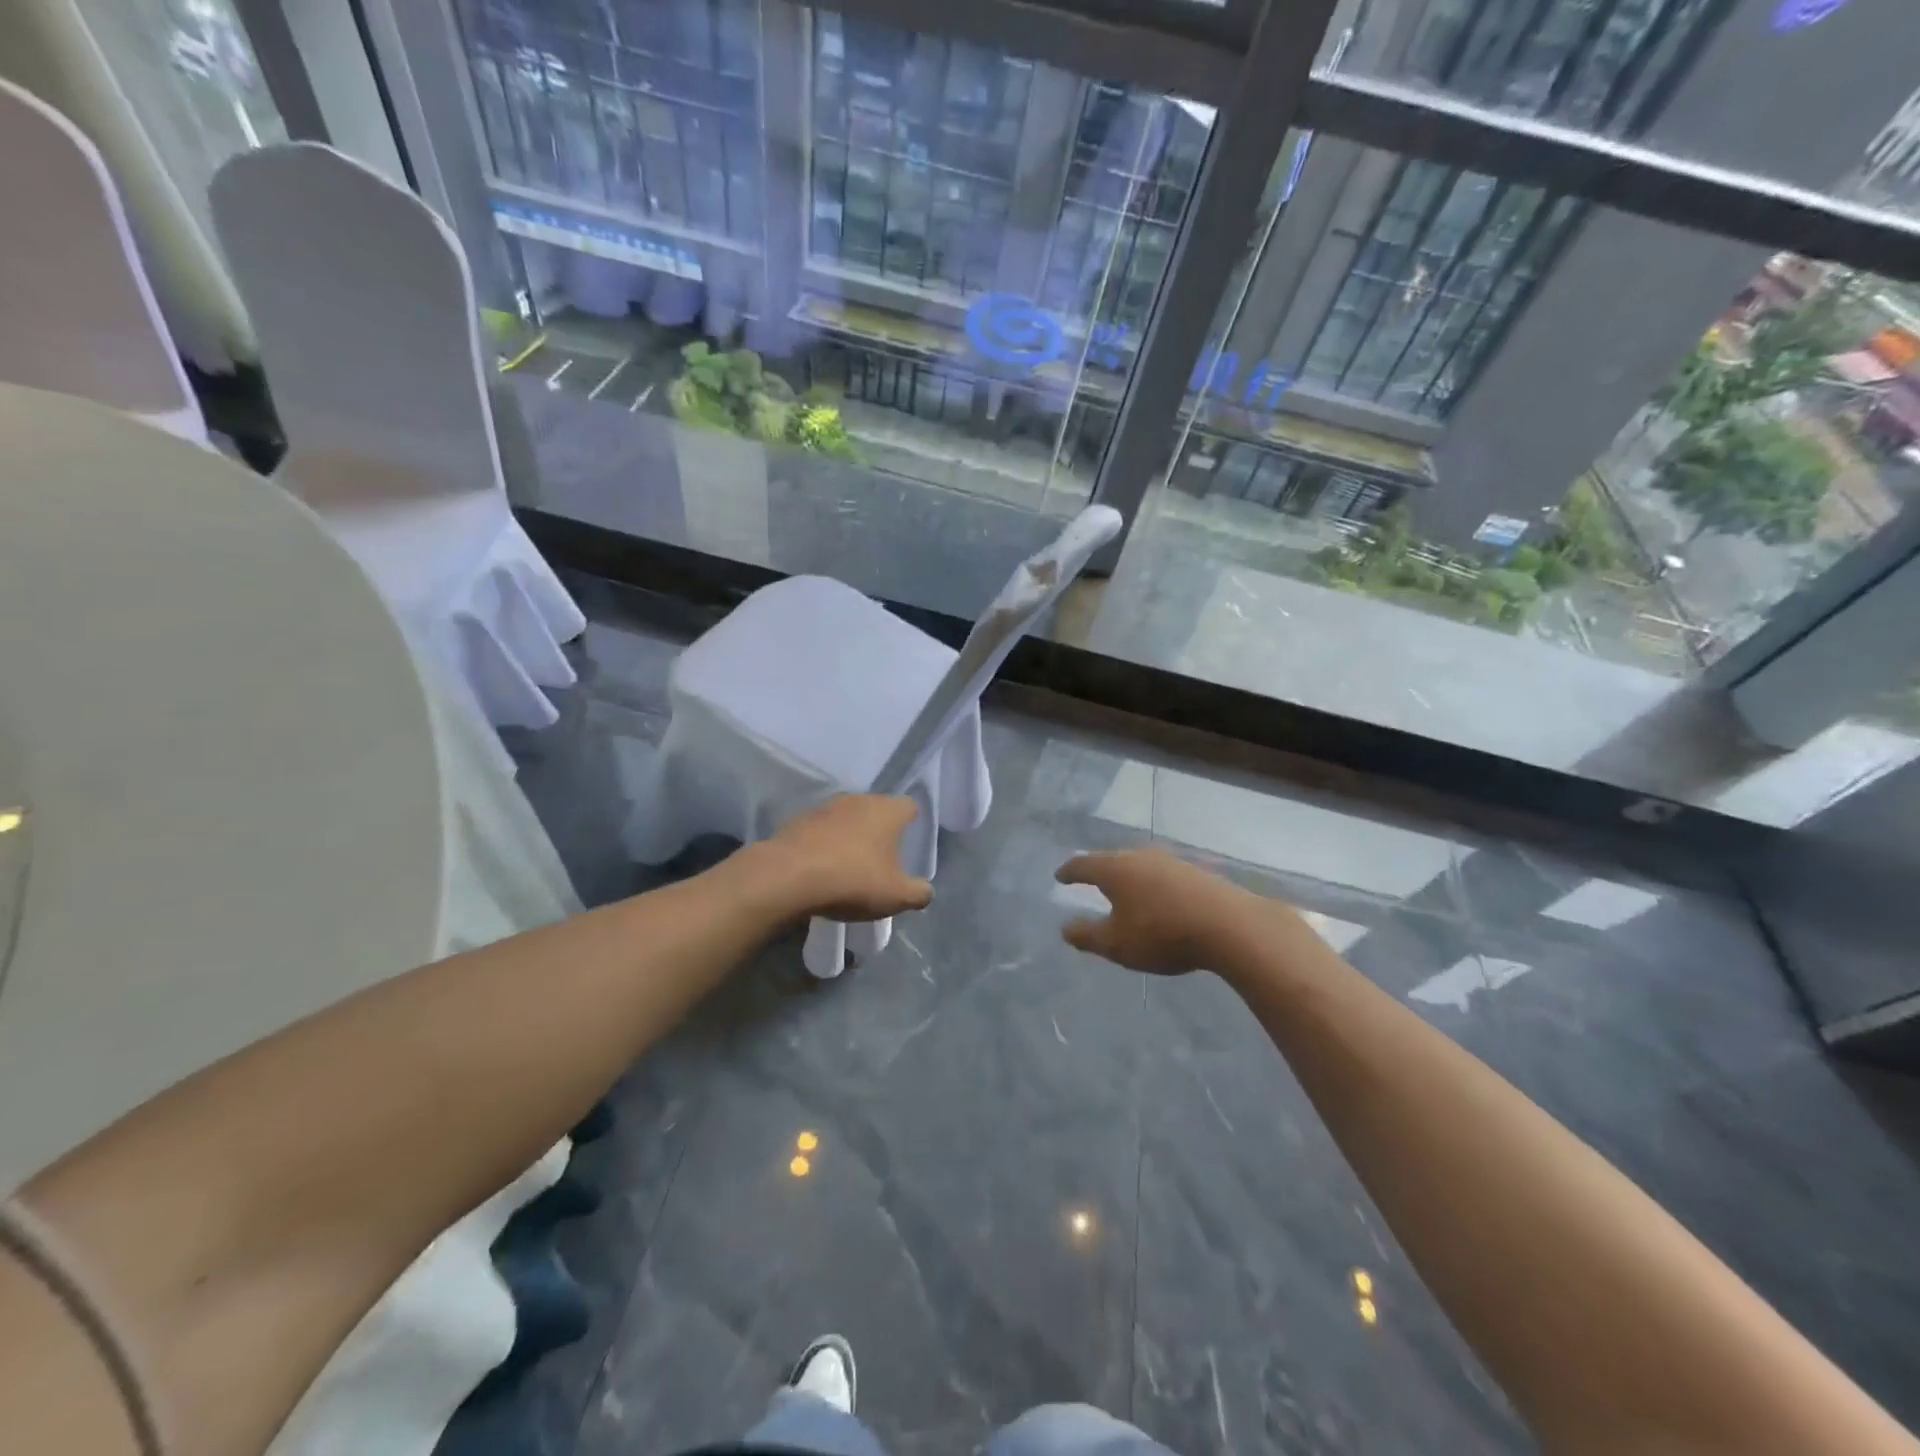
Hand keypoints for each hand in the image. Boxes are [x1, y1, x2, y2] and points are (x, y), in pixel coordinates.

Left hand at [760, 795, 934, 921]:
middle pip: (877, 810)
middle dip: (880, 831)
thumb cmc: (853, 881)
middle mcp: (859, 800)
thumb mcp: (895, 896)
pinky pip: (821, 830)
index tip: (908, 844)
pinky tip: (821, 868)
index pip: (909, 807)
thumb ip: (918, 893)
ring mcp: (826, 807)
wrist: (788, 877)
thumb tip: (926, 891)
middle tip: (881, 860)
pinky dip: (824, 844)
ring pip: (847, 818)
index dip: (912, 823)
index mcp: (888, 811)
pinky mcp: (799, 820)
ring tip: (848, 866)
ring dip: (850, 836)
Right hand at [1055, 848, 1259, 974]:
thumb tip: (1065, 928)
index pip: (1082, 865)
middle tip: (1090, 880)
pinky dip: (1153, 883)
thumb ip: (1087, 936)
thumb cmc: (1161, 934)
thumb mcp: (1116, 944)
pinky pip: (1163, 873)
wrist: (1229, 925)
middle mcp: (1139, 856)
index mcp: (1114, 869)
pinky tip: (1159, 895)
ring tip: (1125, 889)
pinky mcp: (1195, 870)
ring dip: (1129, 876)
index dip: (1069, 872)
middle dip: (1099, 870)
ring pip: (1140, 864)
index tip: (1060, 876)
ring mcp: (1170, 860)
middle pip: (1111, 859)